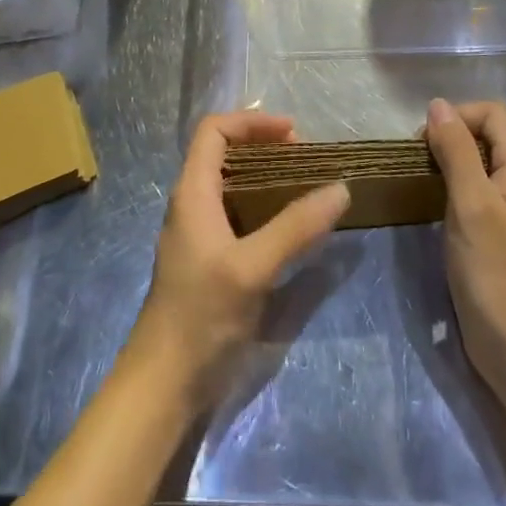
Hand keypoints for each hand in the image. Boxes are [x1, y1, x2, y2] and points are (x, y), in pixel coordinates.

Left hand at [129, 111, 349, 411]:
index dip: (252, 121)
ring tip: (306, 187)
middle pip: (224, 153)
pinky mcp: (211, 261)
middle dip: (266, 147)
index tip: (294, 133)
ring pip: (233, 186)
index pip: (214, 130)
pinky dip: (266, 208)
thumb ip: (296, 227)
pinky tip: (292, 228)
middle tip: (307, 161)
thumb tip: (340, 188)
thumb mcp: (253, 267)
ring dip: (268, 177)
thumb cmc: (201, 316)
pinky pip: (239, 216)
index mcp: (193, 192)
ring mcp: (200, 234)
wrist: (164, 384)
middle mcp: (193, 205)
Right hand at [426, 98, 505, 386]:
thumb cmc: (494, 270)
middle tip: (419, 163)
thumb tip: (438, 105)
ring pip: (482, 163)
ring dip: (451, 163)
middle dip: (452, 137)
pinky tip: (437, 207)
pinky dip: (457, 188)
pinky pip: (480, 190)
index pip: (493, 113)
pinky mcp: (504, 231)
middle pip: (489, 134)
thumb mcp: (470, 202)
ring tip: (423, 182)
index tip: (425, 143)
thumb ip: (456, 150)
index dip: (458, 117)